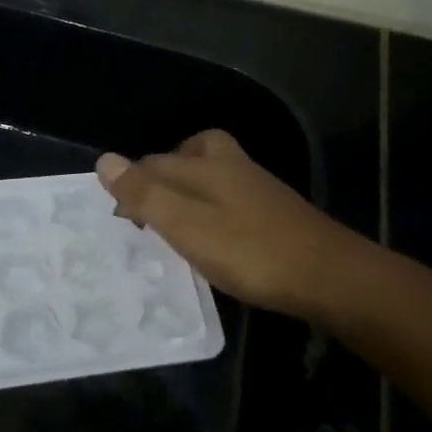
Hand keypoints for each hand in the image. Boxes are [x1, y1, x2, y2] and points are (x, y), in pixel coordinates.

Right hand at [96, 130, 365, 320]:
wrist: (328, 275)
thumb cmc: (249, 251)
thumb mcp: (187, 225)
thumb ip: (146, 194)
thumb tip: (104, 159)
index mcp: (205, 164)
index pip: (154, 162)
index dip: (131, 184)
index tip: (119, 217)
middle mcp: (230, 165)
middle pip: (185, 157)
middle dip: (159, 177)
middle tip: (143, 214)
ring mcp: (256, 186)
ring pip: (209, 174)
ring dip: (185, 191)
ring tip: (171, 223)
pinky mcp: (273, 210)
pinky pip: (228, 196)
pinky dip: (210, 207)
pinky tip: (211, 235)